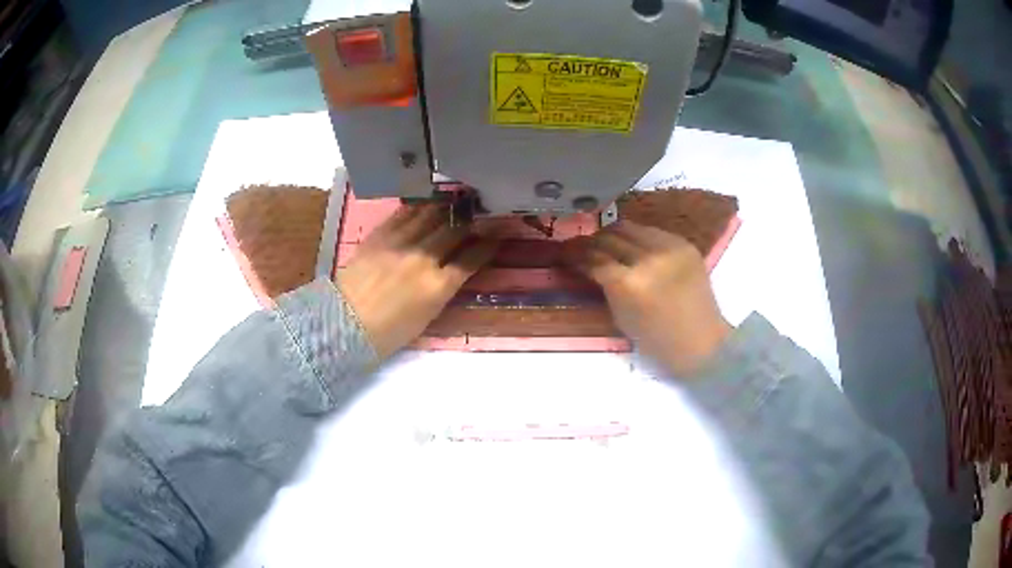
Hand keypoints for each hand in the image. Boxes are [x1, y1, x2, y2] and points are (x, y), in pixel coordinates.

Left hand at [337, 204, 497, 359]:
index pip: (471, 259)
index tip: (497, 236)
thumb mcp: (426, 317)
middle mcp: (424, 259)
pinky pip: (404, 214)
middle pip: (454, 231)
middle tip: (479, 211)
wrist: (344, 323)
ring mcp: (400, 244)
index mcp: (438, 287)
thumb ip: (443, 290)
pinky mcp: (380, 235)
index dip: (488, 246)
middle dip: (471, 220)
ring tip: (456, 200)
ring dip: (447, 208)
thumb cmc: (388, 332)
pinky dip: (419, 208)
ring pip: (431, 216)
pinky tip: (426, 203)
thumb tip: (454, 270)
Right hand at [562, 221, 731, 375]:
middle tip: (581, 247)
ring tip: (605, 244)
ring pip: (629, 227)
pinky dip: (637, 237)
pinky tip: (632, 246)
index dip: (574, 254)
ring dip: (612, 234)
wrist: (702, 341)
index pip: (593, 258)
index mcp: (628, 283)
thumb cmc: (657, 340)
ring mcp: (669, 247)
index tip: (564, 253)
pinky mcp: (684, 243)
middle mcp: (648, 258)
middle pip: (609, 237)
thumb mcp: (620, 316)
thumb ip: (604, 285)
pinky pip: (651, 231)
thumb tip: (587, 264)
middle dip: (591, 241)